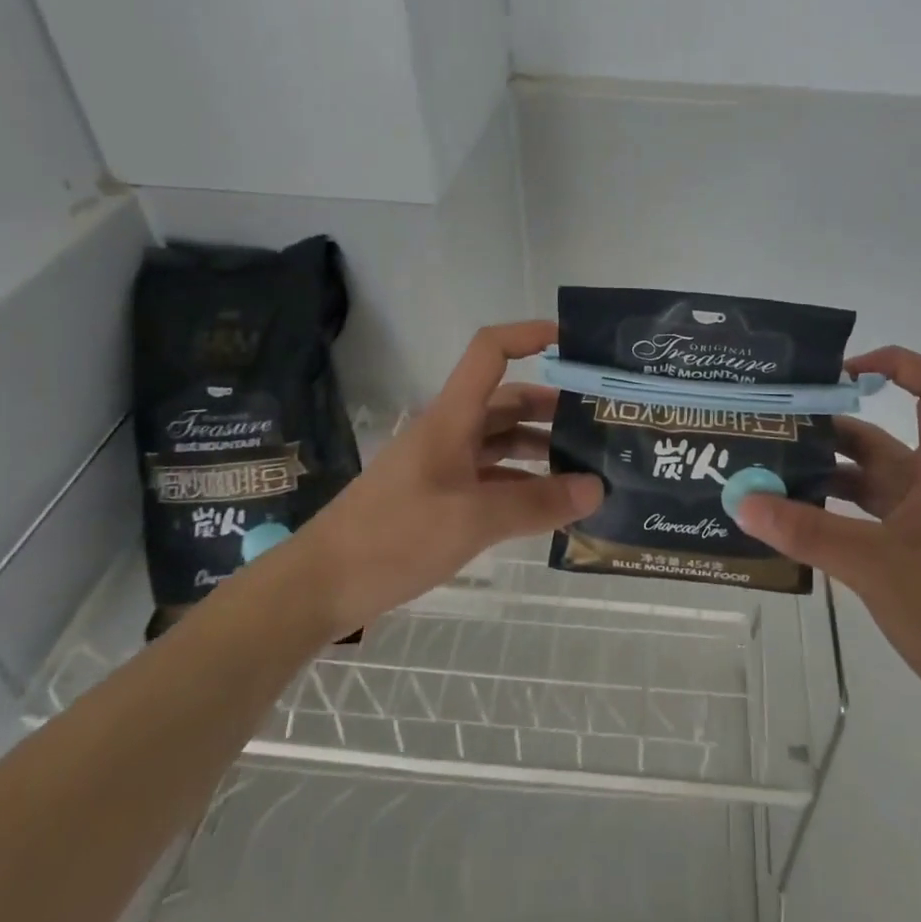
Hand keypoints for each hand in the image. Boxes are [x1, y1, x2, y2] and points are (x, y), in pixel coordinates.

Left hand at [301, 321, 602, 631]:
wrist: (321, 585)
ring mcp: (444, 465)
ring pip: (501, 441)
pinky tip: (550, 505)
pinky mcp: (439, 497)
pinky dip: (522, 483)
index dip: (529, 335)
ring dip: (540, 447)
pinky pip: (491, 477)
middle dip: (552, 406)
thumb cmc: (394, 537)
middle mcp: (450, 431)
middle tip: (599, 424)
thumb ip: (537, 503)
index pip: (490, 351)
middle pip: (507, 400)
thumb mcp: (472, 520)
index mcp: (452, 417)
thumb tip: (598, 488)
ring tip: (586, 467)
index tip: (573, 344)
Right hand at [735, 347, 920, 741]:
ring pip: (869, 484)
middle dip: (828, 433)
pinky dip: (833, 516)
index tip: (842, 374)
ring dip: (825, 478)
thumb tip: (742, 500)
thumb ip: (807, 531)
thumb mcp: (873, 565)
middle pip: (881, 441)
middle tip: (772, 433)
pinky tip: (795, 527)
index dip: (899, 365)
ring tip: (769, 479)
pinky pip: (867, 521)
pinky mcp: (915, 559)